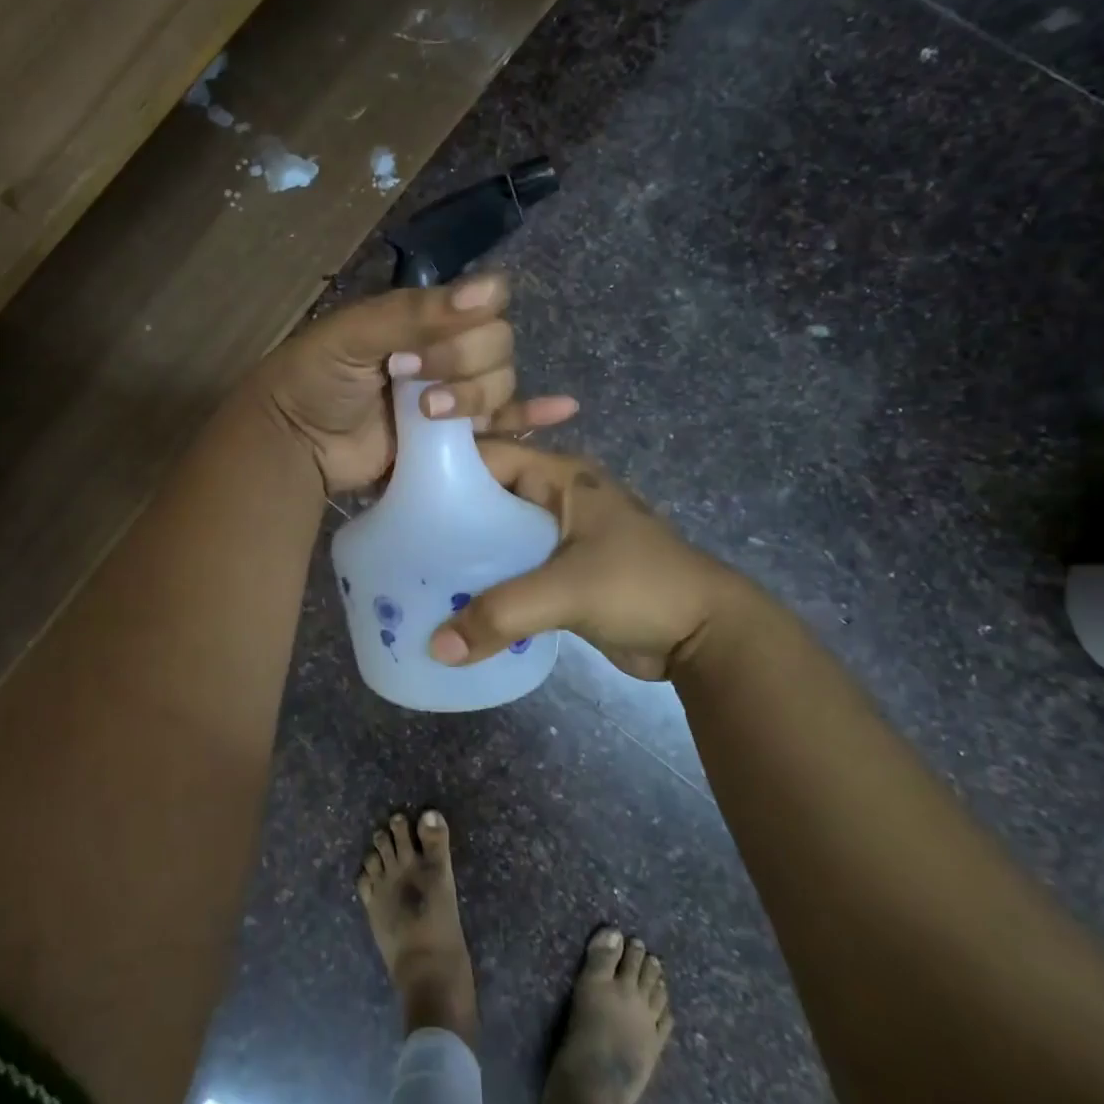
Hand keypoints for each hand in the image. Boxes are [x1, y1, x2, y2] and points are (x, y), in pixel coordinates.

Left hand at [253, 274, 578, 493]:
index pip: (484, 302)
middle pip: (498, 345)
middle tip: (408, 380)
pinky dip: (534, 417)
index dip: (468, 323)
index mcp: (424, 317)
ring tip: (427, 414)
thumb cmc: (315, 379)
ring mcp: (454, 396)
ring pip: (502, 385)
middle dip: (461, 364)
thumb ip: (416, 312)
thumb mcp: (354, 334)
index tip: (421, 346)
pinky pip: (506, 425)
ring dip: (474, 398)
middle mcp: (447, 350)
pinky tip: (564, 410)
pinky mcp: (457, 440)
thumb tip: (489, 291)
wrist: (294, 444)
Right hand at [429, 443, 768, 679]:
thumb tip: (436, 647)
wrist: (707, 635)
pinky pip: (514, 571)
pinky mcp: (564, 574)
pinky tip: (455, 604)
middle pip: (488, 499)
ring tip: (417, 577)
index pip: (488, 456)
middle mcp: (557, 499)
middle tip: (399, 542)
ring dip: (466, 557)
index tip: (395, 492)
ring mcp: (561, 538)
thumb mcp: (568, 591)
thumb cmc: (642, 587)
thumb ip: (500, 613)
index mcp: (561, 478)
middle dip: (447, 519)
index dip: (443, 468)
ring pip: (499, 538)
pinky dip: (488, 584)